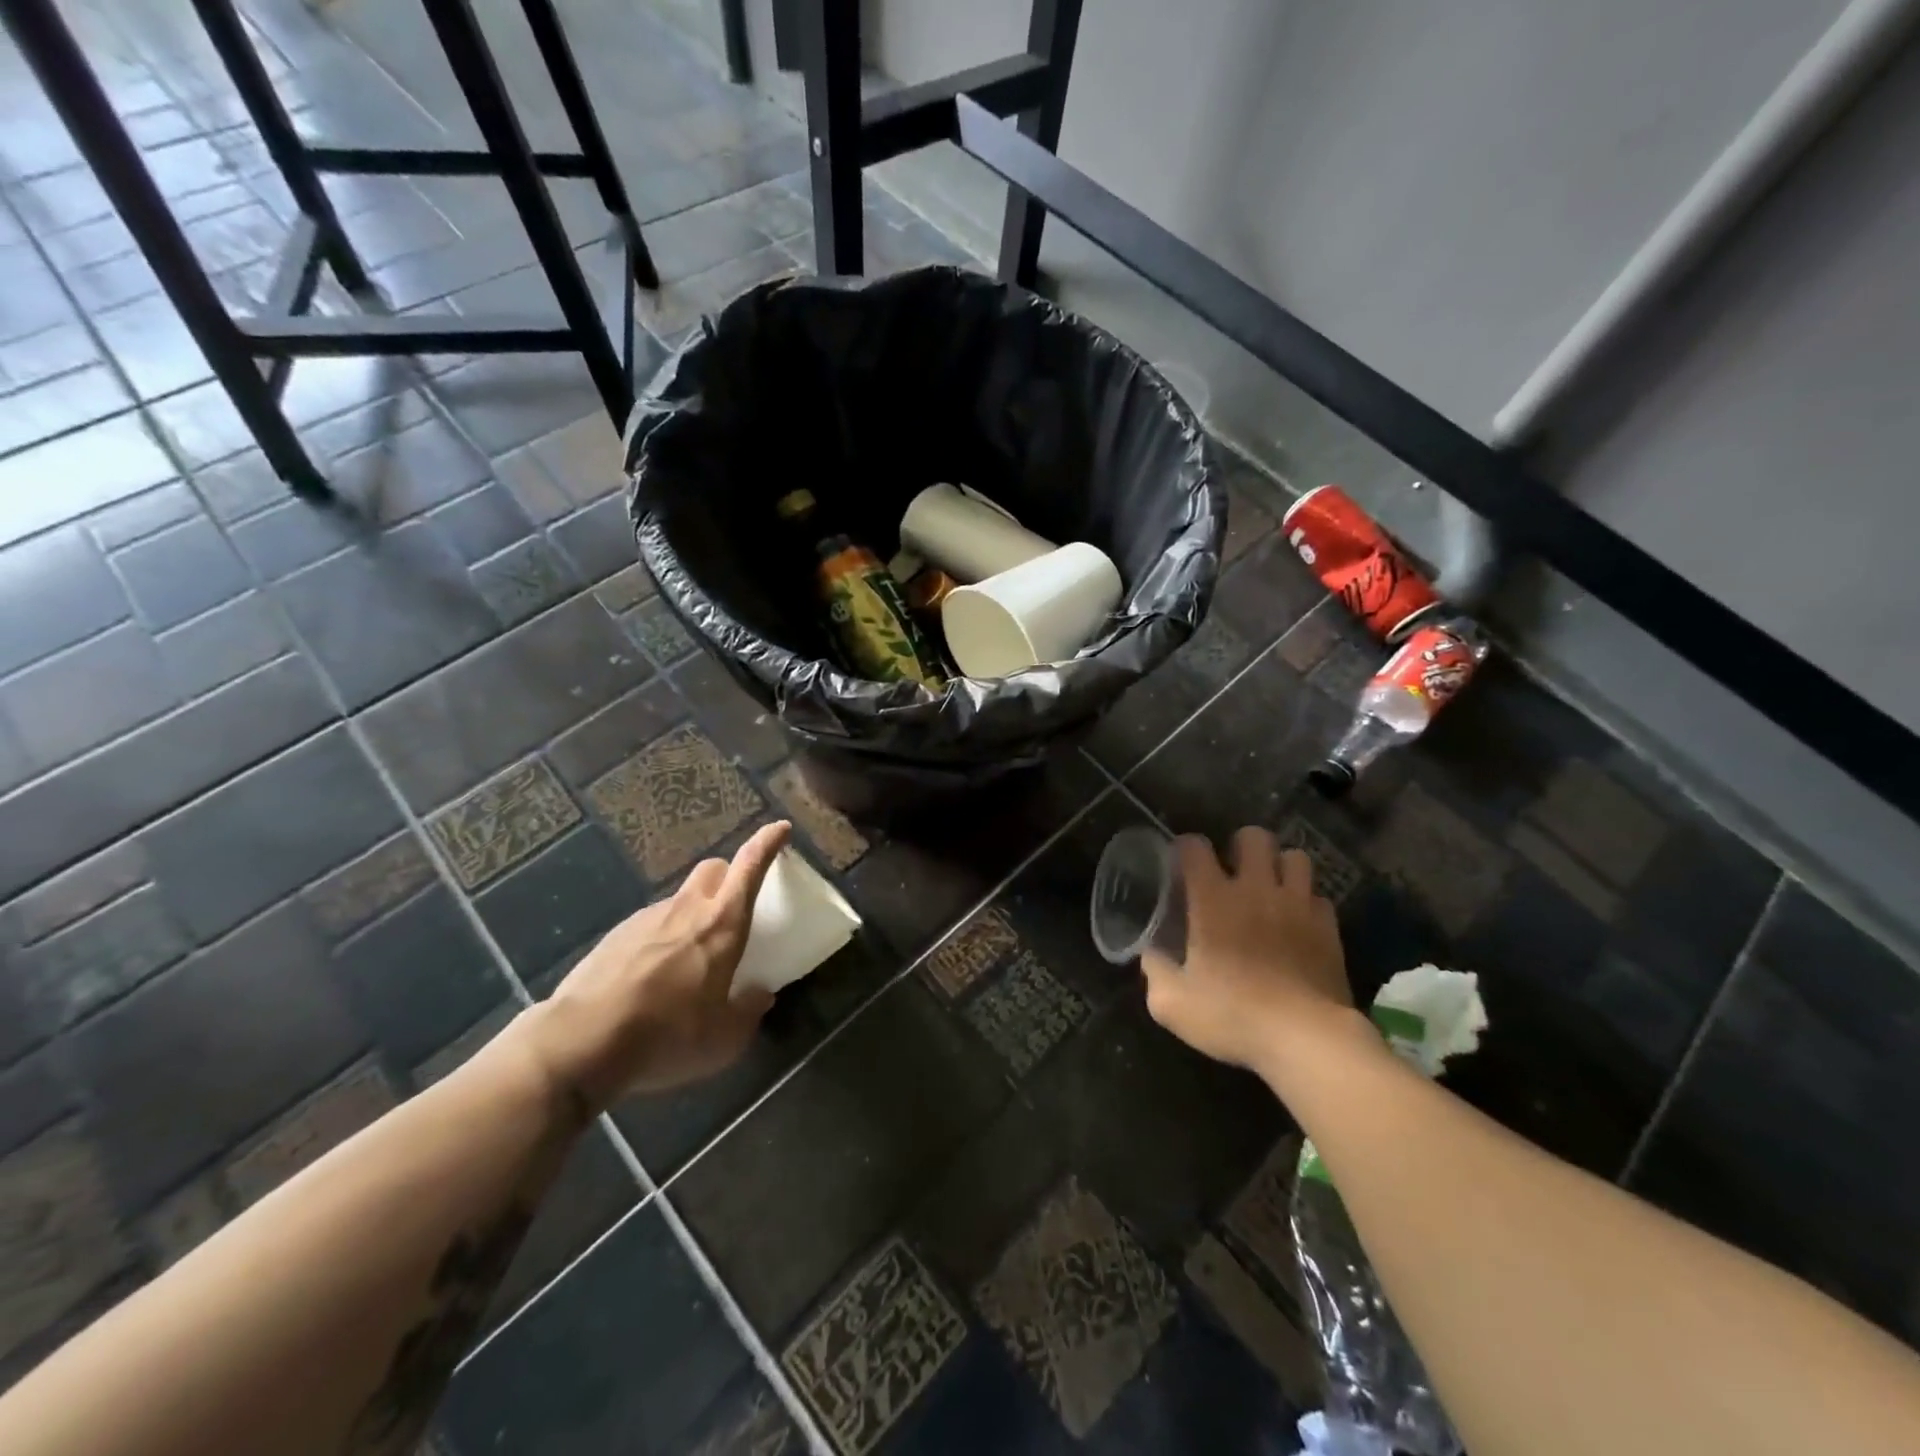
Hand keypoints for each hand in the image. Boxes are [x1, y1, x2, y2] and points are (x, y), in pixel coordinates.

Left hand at [521, 822, 790, 1113]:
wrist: (581, 1043)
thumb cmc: (667, 1035)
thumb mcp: (723, 1038)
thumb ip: (748, 1012)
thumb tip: (760, 995)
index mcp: (722, 924)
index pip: (750, 866)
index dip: (768, 842)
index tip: (781, 829)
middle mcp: (686, 910)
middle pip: (713, 869)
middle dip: (729, 876)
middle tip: (734, 906)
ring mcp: (646, 919)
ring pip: (680, 899)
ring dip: (693, 914)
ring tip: (690, 960)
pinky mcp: (615, 936)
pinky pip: (650, 925)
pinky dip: (662, 938)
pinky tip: (652, 978)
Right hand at [1142, 827, 1363, 1075]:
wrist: (1306, 1039)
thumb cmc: (1232, 1015)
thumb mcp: (1172, 1003)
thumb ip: (1155, 971)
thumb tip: (1151, 955)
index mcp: (1213, 899)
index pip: (1194, 847)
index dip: (1184, 848)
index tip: (1180, 865)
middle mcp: (1256, 890)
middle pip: (1253, 837)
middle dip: (1240, 846)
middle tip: (1232, 872)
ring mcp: (1297, 905)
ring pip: (1295, 857)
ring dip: (1280, 868)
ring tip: (1270, 889)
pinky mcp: (1329, 928)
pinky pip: (1319, 897)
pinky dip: (1306, 904)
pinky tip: (1297, 923)